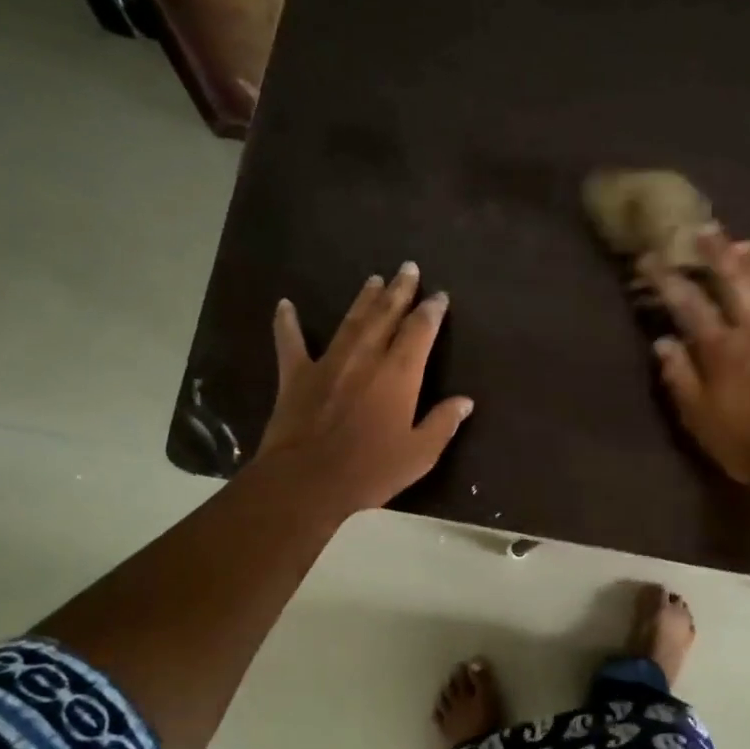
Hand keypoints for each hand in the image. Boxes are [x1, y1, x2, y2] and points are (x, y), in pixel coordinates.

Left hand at [252, 262, 474, 513]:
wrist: (307, 480)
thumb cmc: (371, 469)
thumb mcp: (420, 453)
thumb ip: (443, 423)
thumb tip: (465, 401)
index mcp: (399, 374)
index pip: (420, 331)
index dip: (431, 311)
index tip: (439, 296)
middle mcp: (366, 357)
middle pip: (386, 315)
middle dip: (399, 290)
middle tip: (408, 267)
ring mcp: (329, 362)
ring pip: (350, 321)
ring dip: (363, 299)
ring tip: (374, 279)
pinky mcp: (296, 375)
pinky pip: (290, 342)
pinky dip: (287, 323)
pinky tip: (285, 305)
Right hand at [651, 232, 749, 485]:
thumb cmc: (742, 441)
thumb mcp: (698, 417)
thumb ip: (679, 376)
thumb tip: (663, 342)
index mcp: (720, 347)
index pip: (687, 301)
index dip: (667, 277)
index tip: (651, 259)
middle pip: (733, 278)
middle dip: (714, 252)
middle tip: (703, 231)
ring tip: (740, 244)